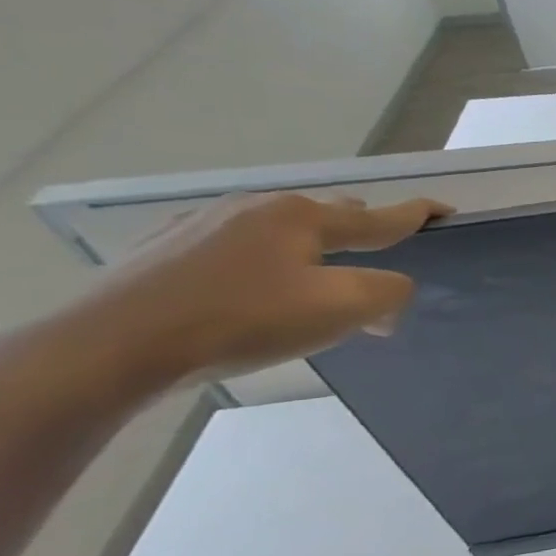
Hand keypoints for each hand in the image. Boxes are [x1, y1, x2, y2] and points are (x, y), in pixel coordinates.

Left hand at [72, 193, 450, 388]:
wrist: (110, 347)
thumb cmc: (242, 321)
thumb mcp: (340, 309)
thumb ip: (387, 293)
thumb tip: (391, 293)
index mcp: (303, 216)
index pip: (379, 216)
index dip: (418, 215)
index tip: (445, 210)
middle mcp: (256, 208)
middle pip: (330, 216)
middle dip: (360, 236)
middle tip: (373, 271)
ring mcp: (204, 225)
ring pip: (281, 232)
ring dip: (309, 255)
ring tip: (311, 291)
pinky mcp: (164, 251)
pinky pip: (238, 249)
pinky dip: (263, 266)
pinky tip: (249, 298)